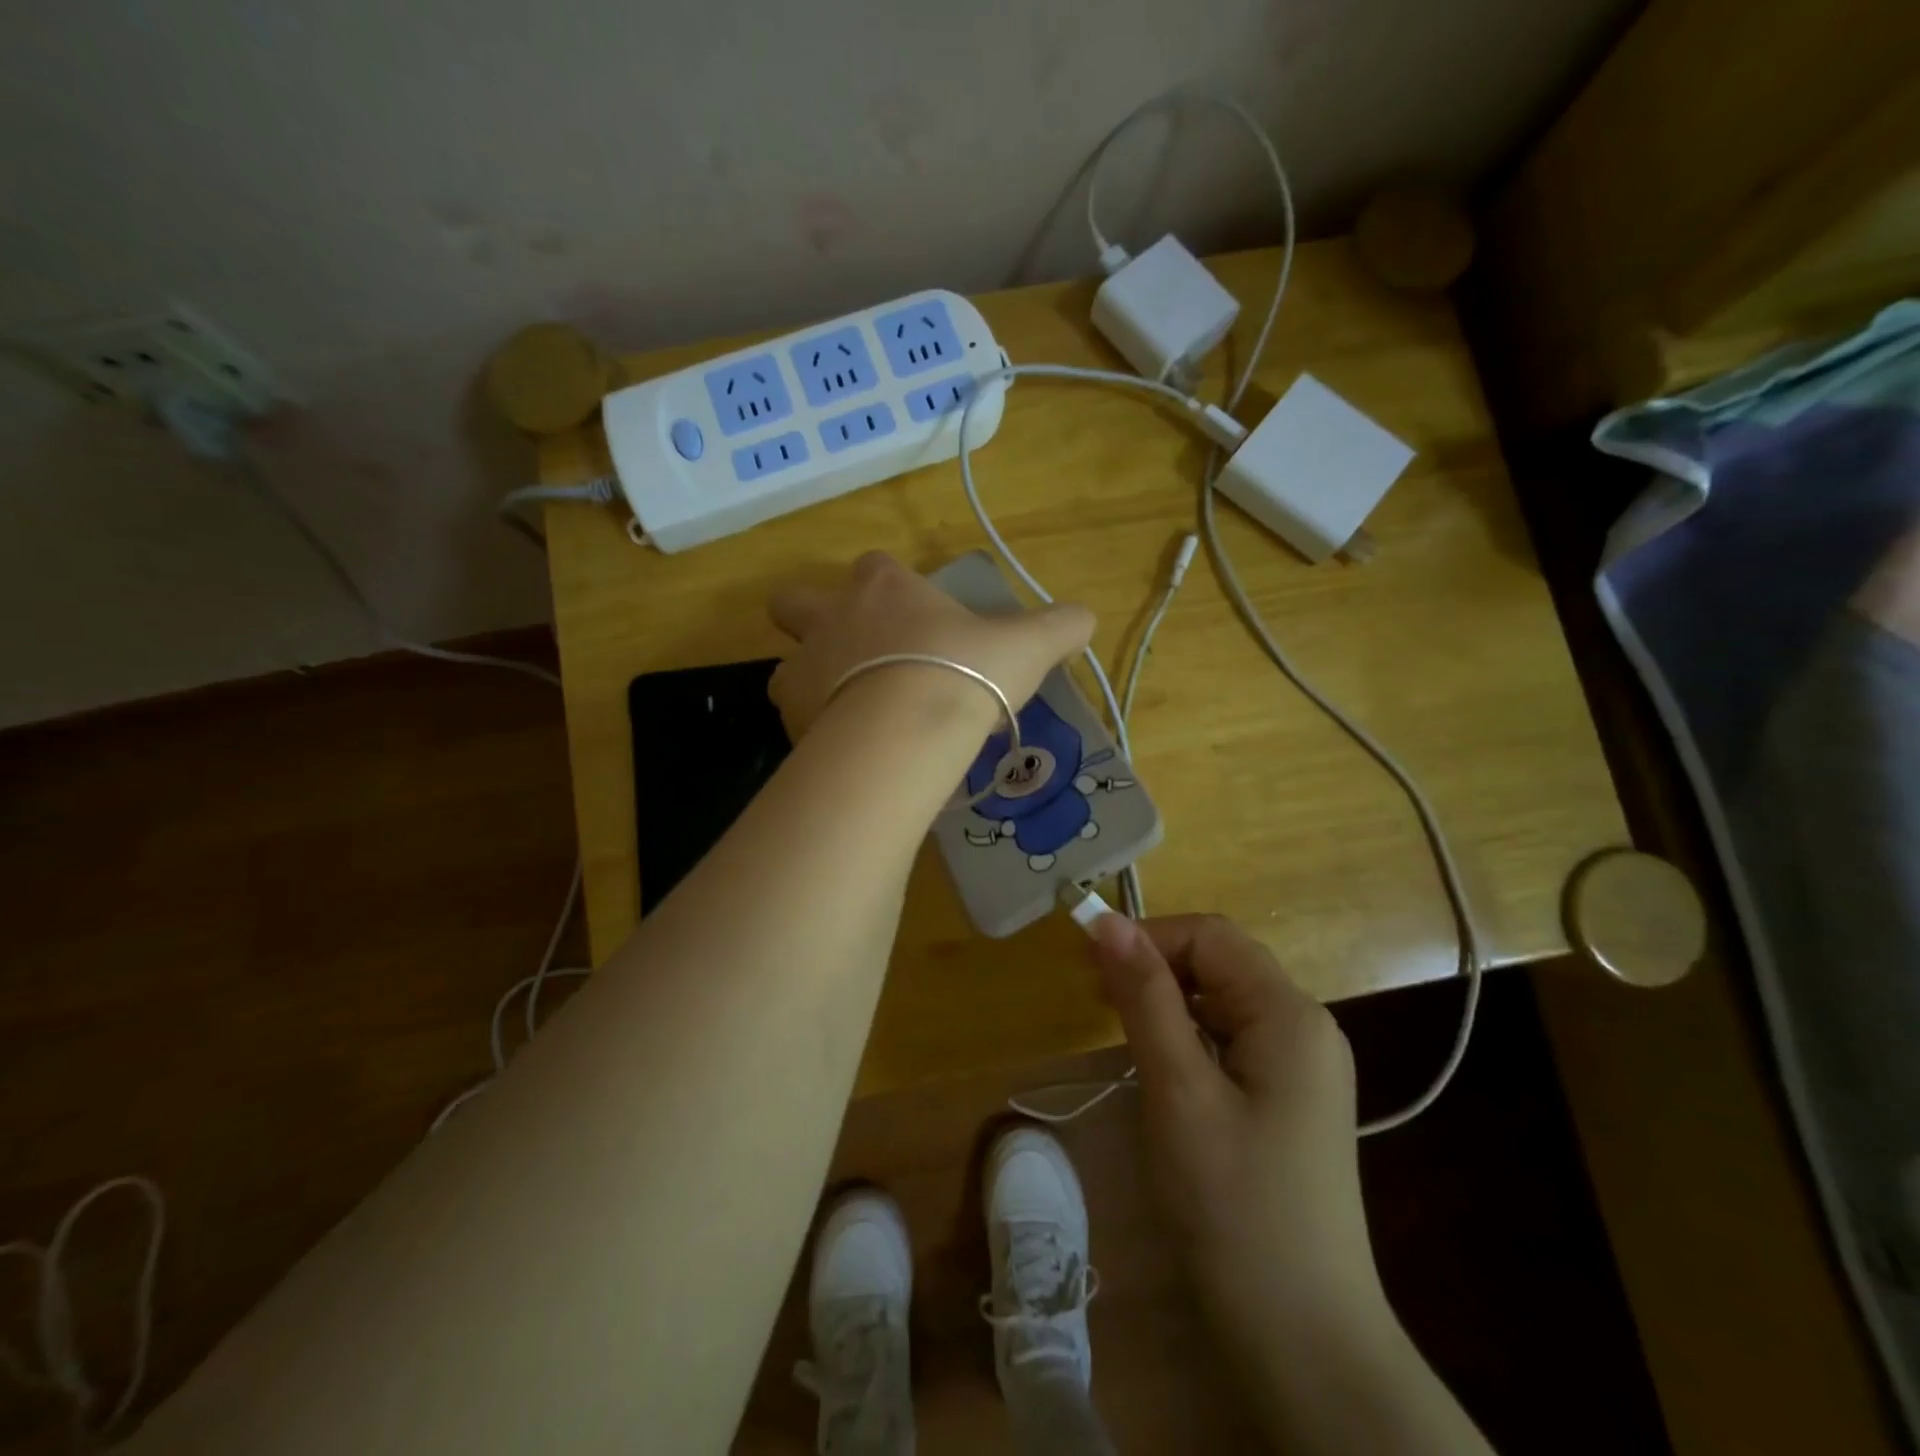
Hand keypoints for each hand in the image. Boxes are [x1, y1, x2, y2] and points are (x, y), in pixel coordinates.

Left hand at [766, 552, 1093, 737]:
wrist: (909, 728)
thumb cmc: (965, 671)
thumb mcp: (1025, 647)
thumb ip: (1057, 627)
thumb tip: (1088, 617)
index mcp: (883, 587)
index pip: (874, 567)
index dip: (887, 587)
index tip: (912, 619)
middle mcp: (832, 617)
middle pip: (795, 603)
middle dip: (810, 621)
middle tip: (849, 654)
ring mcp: (803, 666)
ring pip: (786, 665)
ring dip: (809, 681)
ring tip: (847, 712)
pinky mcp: (791, 717)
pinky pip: (793, 717)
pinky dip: (813, 730)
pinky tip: (845, 751)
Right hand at [1087, 915, 1390, 1387]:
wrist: (1303, 1342)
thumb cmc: (1234, 1206)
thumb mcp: (1179, 1091)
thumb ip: (1145, 998)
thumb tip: (1106, 921)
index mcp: (1289, 1013)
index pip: (1210, 935)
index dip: (1148, 936)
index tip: (1090, 964)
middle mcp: (1305, 1025)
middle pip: (1220, 962)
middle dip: (1155, 966)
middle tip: (1096, 998)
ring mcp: (1302, 1065)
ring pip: (1223, 999)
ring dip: (1168, 1000)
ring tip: (1119, 1029)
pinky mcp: (1289, 1098)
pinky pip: (1232, 1037)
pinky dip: (1188, 1034)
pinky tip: (1161, 1067)